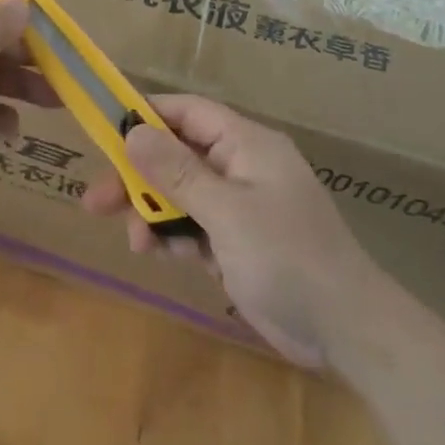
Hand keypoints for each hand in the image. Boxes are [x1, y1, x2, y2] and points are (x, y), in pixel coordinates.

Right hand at [82, 94, 399, 369]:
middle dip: (137, 177)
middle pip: (176, 156)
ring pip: (180, 193)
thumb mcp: (227, 212)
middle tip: (95, 201)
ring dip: (153, 214)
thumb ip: (177, 172)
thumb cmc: (287, 258)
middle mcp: (241, 167)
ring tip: (137, 244)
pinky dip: (174, 237)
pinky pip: (193, 225)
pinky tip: (161, 256)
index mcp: (246, 144)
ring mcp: (239, 205)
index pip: (187, 112)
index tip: (104, 132)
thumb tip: (132, 133)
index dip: (145, 116)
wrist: (348, 332)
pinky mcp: (237, 240)